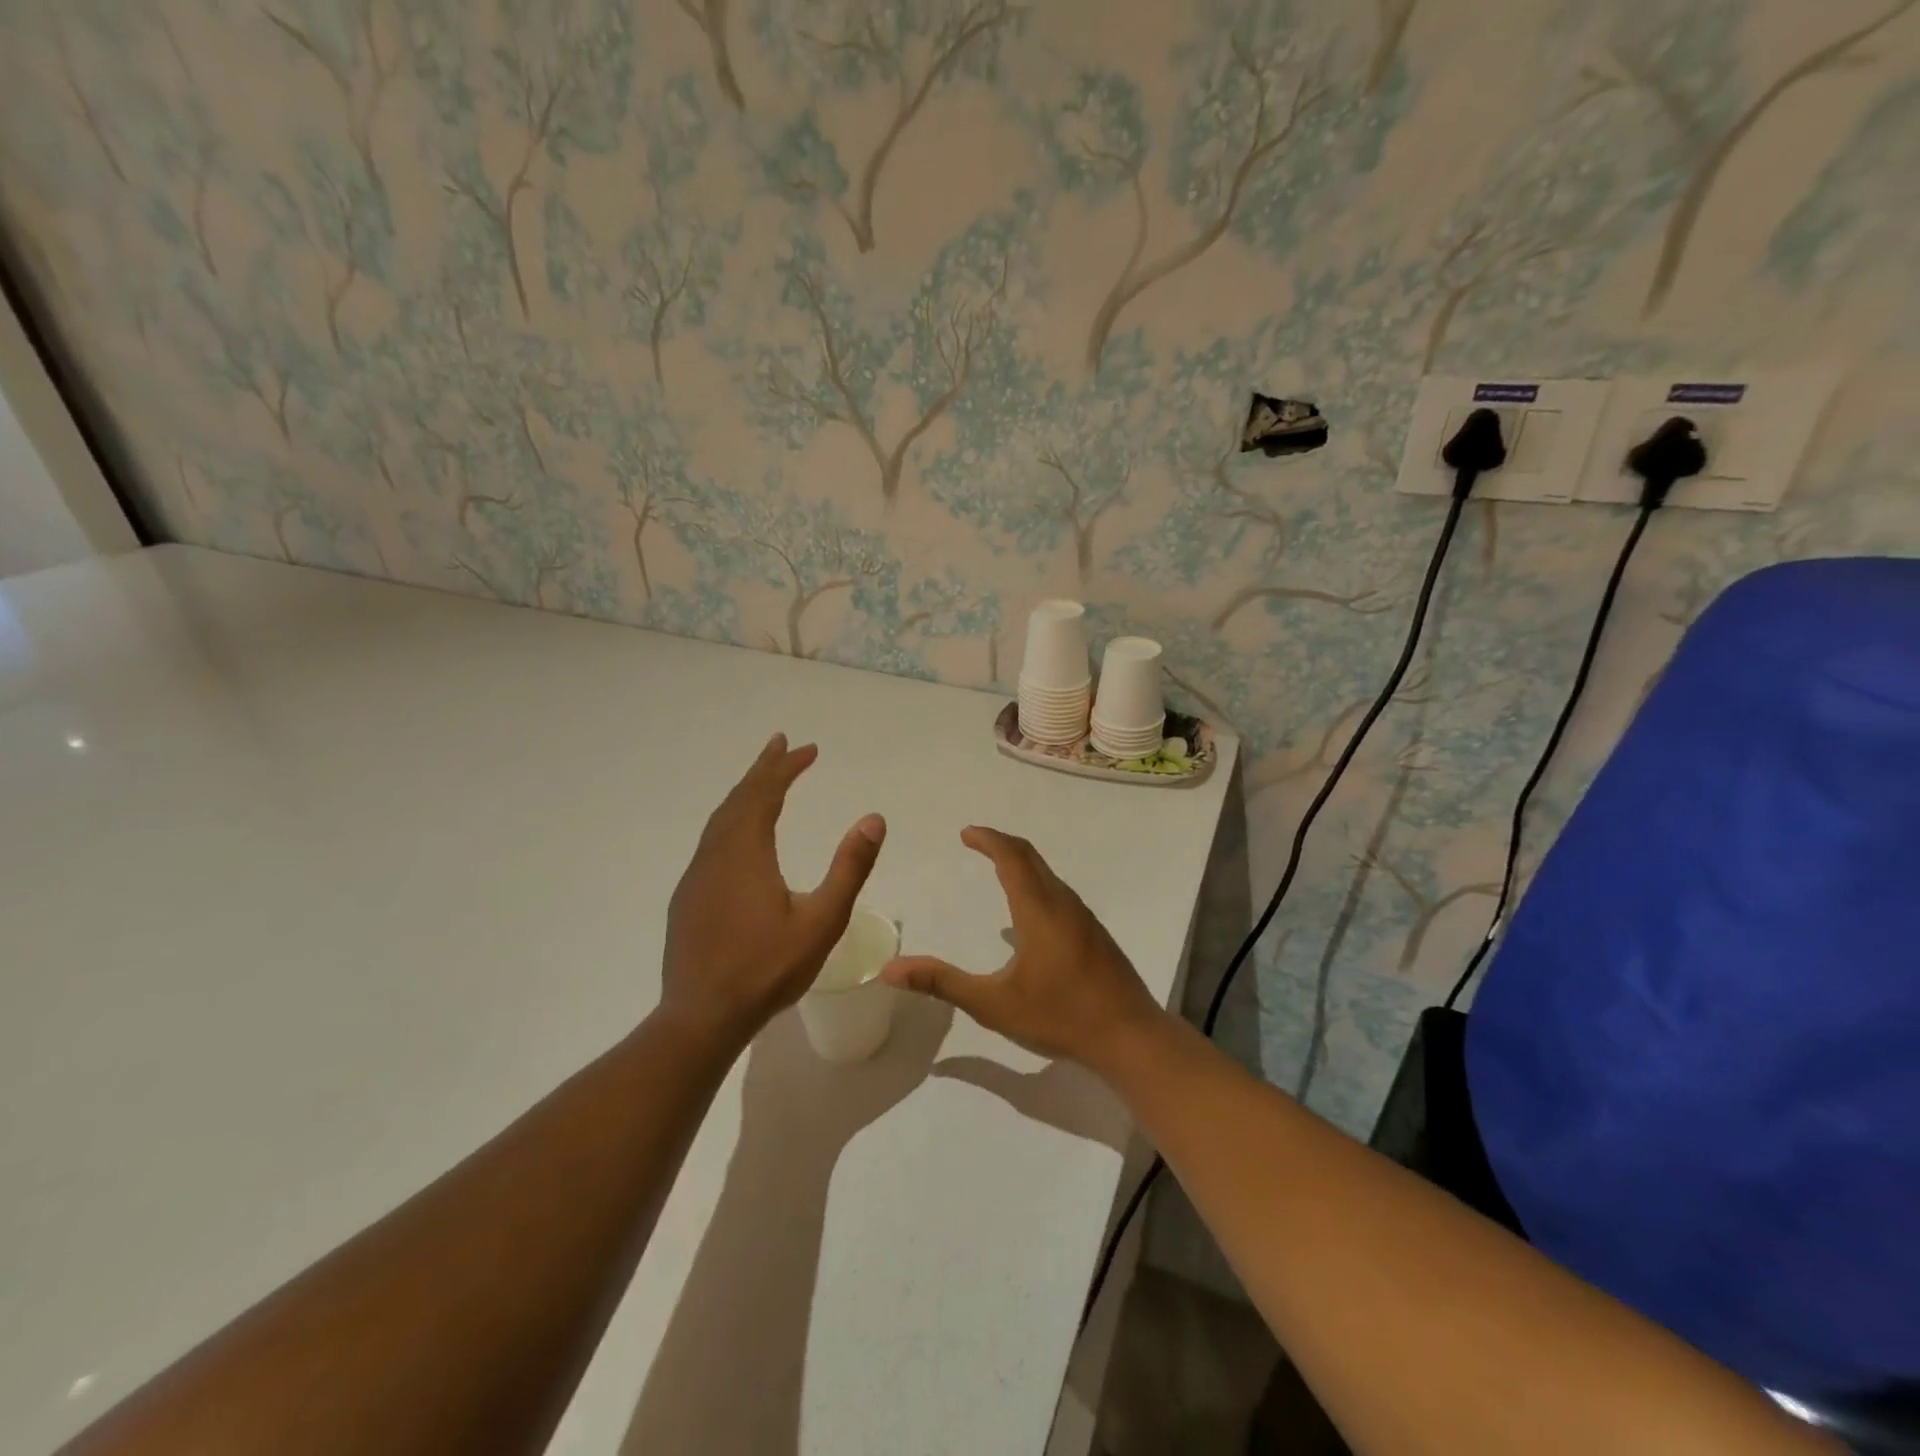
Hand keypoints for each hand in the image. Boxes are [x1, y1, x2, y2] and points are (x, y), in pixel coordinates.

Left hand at [660, 734, 884, 1043]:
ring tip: (764, 780)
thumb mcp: (822, 921)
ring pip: (720, 819)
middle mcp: (716, 854)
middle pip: (739, 798)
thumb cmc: (767, 969)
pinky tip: (740, 834)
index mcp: (746, 853)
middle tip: (782, 744)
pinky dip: (731, 819)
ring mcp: (696, 876)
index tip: (808, 748)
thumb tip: (874, 819)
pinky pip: (711, 840)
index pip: (765, 794)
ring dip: (744, 793)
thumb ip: (849, 868)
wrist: (701, 1016)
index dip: (786, 767)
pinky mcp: (688, 897)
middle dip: (763, 769)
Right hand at [880, 827, 1166, 1069]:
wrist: (1130, 1036)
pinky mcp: (1094, 934)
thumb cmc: (1060, 1016)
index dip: (988, 839)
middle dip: (1002, 844)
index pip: (1011, 856)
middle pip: (1031, 858)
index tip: (966, 833)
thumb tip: (891, 969)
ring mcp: (1083, 918)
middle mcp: (1063, 903)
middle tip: (976, 841)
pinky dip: (1036, 884)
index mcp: (1039, 909)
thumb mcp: (993, 1004)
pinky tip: (1026, 917)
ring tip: (997, 869)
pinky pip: (1059, 893)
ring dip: (1021, 863)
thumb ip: (942, 983)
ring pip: (1048, 875)